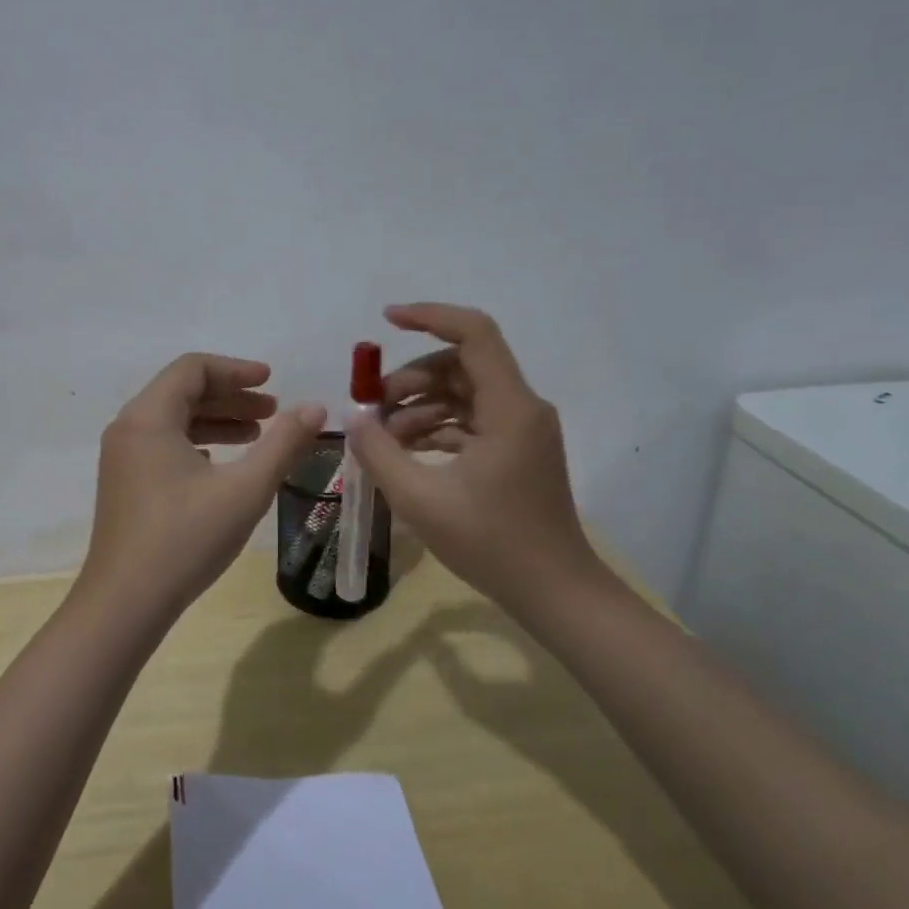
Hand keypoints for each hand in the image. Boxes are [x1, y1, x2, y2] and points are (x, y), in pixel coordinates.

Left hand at [79, 354, 325, 616]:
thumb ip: (284, 443)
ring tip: (258, 434)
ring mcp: (122, 458)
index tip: (272, 382)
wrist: (125, 602)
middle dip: (231, 396)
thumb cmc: (186, 539)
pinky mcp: (124, 484)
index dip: (236, 370)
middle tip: (273, 410)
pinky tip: (223, 464)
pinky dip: (197, 443)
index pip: (193, 368)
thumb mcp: (245, 489)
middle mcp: (129, 428)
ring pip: (173, 420)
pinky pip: (164, 445)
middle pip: (182, 391)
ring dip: (217, 421)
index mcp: (149, 417)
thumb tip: (316, 407)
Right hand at [346, 303, 608, 616]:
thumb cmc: (491, 543)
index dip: (430, 316)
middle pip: (461, 364)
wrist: (554, 592)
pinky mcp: (515, 451)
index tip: (386, 320)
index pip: (474, 333)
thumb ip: (379, 452)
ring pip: (462, 393)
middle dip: (411, 378)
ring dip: (419, 406)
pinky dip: (436, 427)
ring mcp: (521, 430)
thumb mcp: (420, 498)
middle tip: (371, 407)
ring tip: (381, 437)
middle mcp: (521, 407)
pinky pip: (470, 421)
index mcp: (509, 407)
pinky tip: (404, 452)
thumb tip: (354, 417)